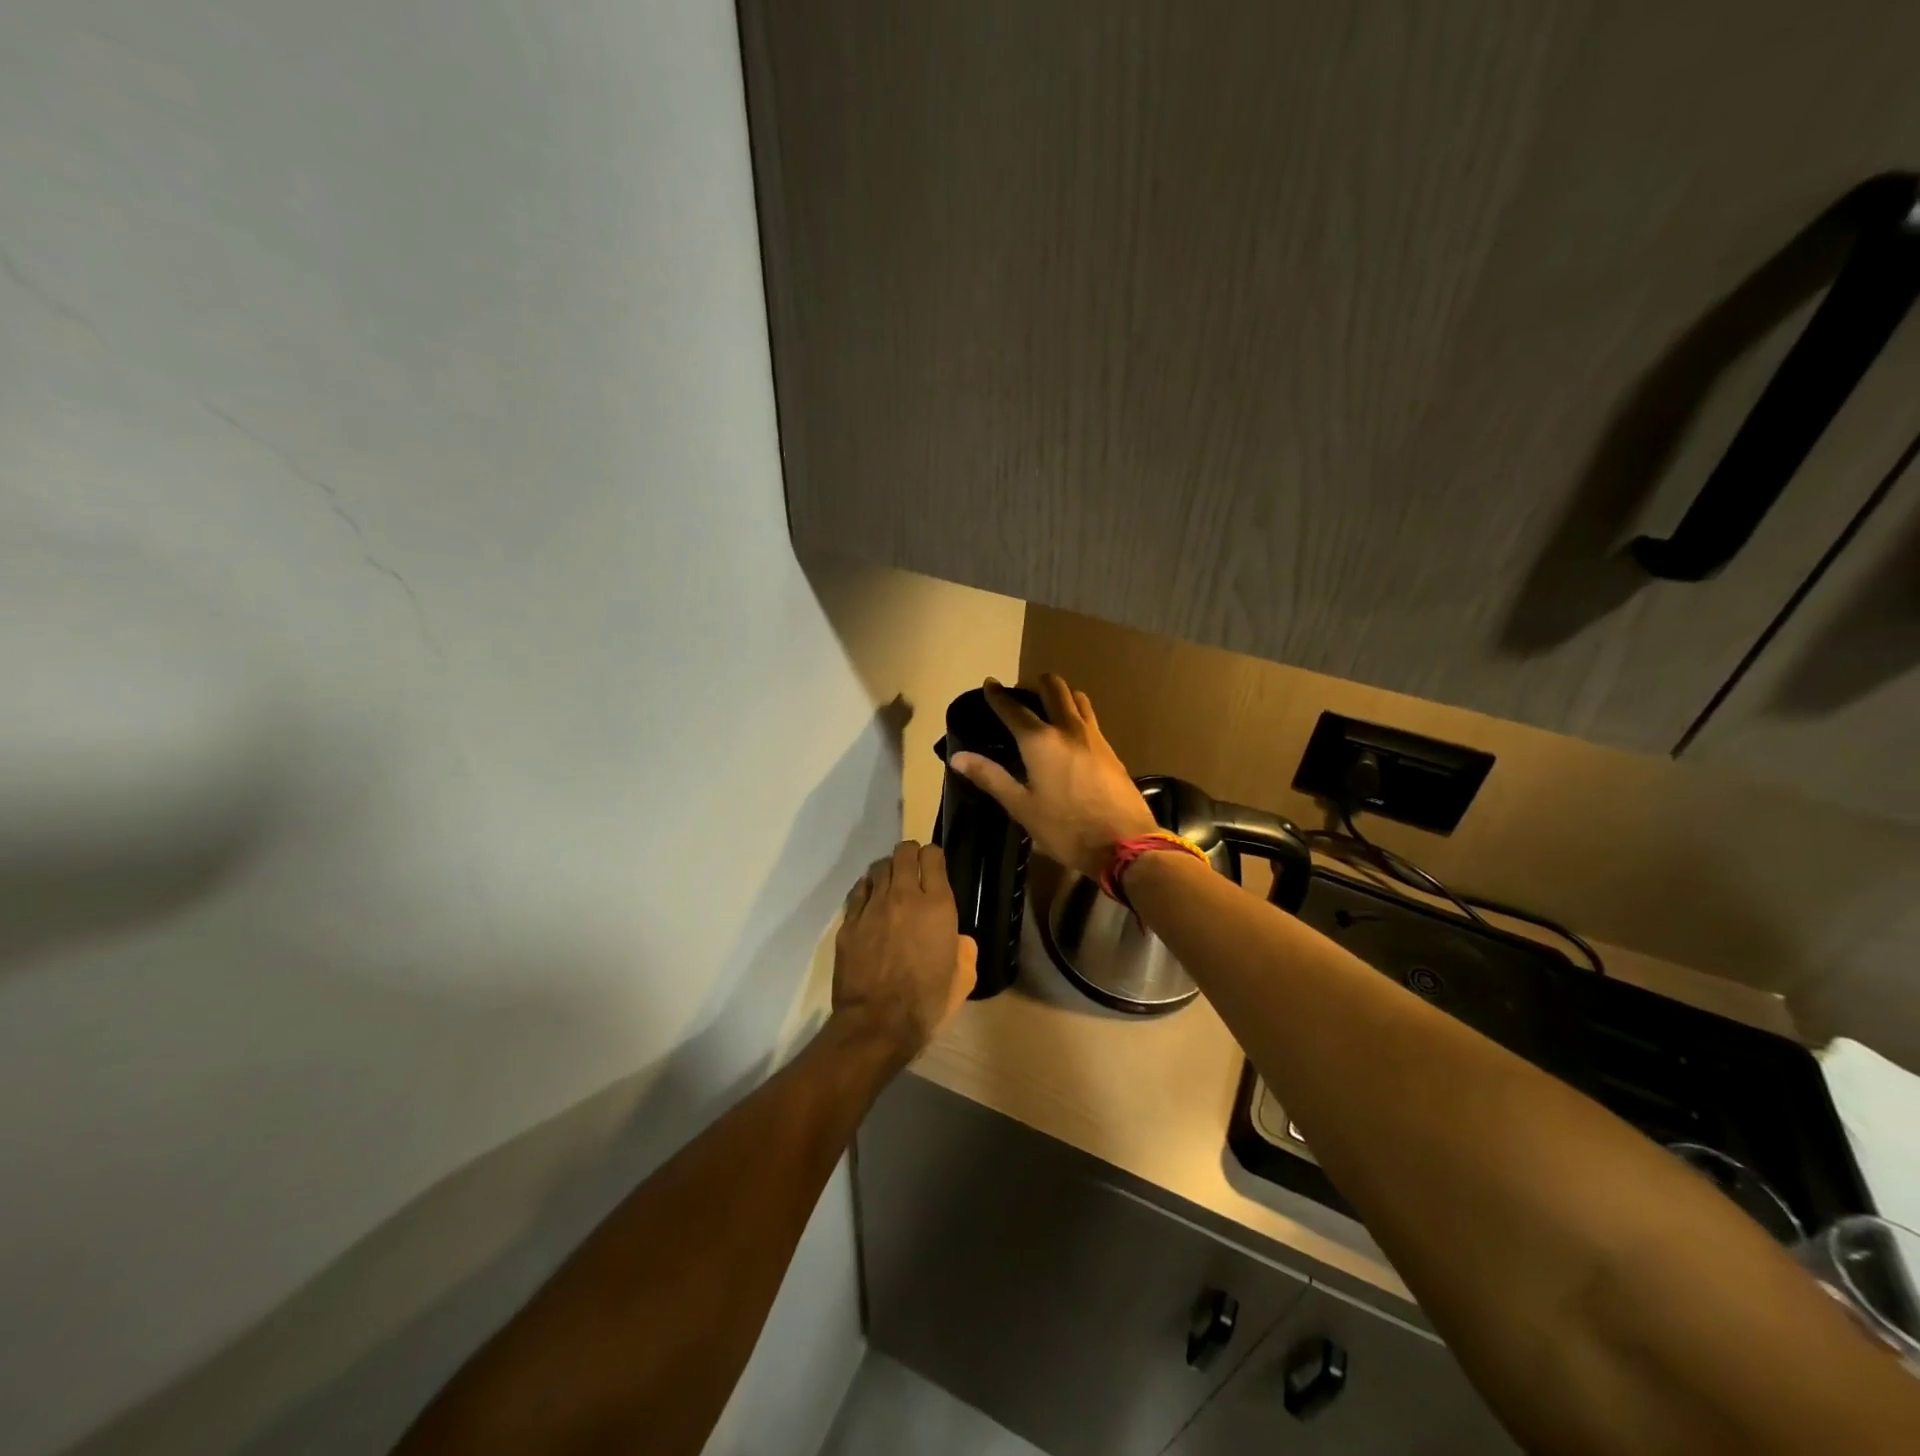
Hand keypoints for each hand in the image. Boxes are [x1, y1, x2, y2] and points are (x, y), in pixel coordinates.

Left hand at [832, 840, 976, 1062]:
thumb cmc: (927, 1003)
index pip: (933, 857)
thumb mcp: (963, 978)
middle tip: (913, 871)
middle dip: (911, 855)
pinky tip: (871, 901)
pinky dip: (867, 889)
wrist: (878, 1024)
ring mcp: (873, 906)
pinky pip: (858, 890)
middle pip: (904, 852)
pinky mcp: (850, 922)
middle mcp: (904, 896)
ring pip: (879, 867)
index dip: (934, 857)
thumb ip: (964, 948)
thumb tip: (956, 938)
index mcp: (937, 905)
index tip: (935, 867)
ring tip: (891, 885)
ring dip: (888, 871)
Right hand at [950, 675, 1157, 878]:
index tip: (990, 684)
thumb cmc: (1066, 829)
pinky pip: (1089, 717)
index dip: (998, 695)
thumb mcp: (1022, 807)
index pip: (1014, 708)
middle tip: (1020, 693)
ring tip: (1046, 706)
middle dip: (1034, 683)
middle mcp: (1068, 728)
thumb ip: (990, 777)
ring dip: (1059, 693)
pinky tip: (1069, 732)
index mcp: (1040, 741)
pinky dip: (1075, 712)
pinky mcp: (1110, 749)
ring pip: (1076, 698)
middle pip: (1053, 688)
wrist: (1125, 844)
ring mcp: (1094, 736)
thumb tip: (957, 757)